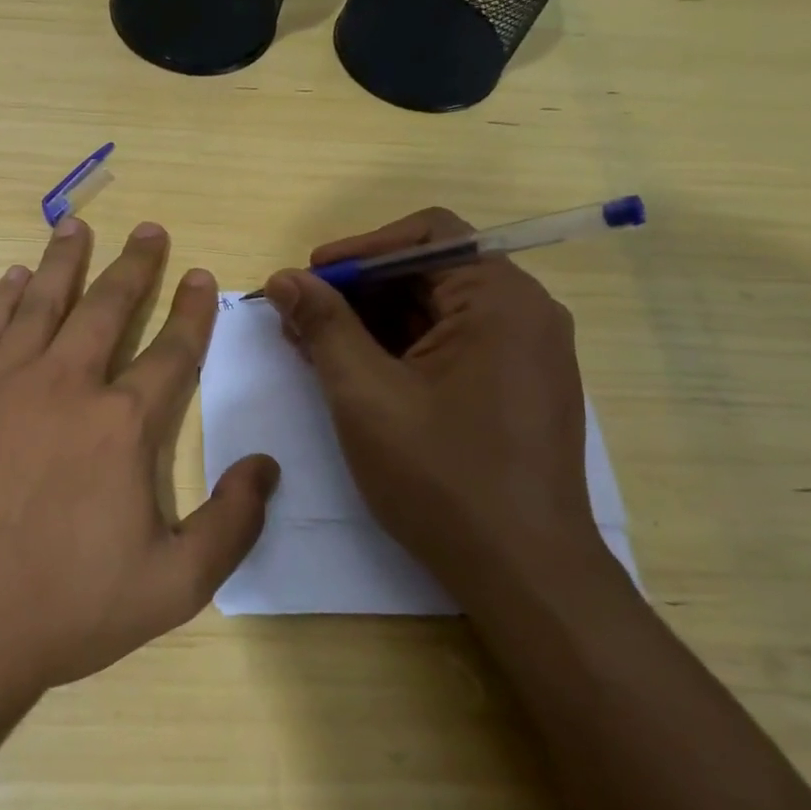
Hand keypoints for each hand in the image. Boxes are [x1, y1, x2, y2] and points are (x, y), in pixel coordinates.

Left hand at [0, 218, 277, 709]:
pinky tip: (13, 278)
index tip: (203, 275)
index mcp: (122, 425)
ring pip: (41, 303)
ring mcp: (3, 386)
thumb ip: (231, 524)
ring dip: (64, 261)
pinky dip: (3, 299)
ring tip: (76, 225)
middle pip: (107, 308)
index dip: (193, 311)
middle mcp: (66, 386)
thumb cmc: (62, 609)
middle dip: (134, 265)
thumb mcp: (173, 587)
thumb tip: (266, 466)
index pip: (171, 351)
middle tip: (148, 229)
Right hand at [261, 208, 602, 593]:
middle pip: (429, 272)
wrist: (524, 575)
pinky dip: (400, 350)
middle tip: (299, 317)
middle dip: (358, 290)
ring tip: (314, 347)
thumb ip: (323, 325)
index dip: (360, 249)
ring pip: (436, 312)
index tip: (308, 278)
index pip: (427, 235)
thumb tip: (284, 278)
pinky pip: (451, 345)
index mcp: (500, 299)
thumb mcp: (365, 394)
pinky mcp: (516, 388)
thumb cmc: (442, 477)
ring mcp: (525, 354)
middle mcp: (524, 314)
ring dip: (372, 322)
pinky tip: (355, 373)